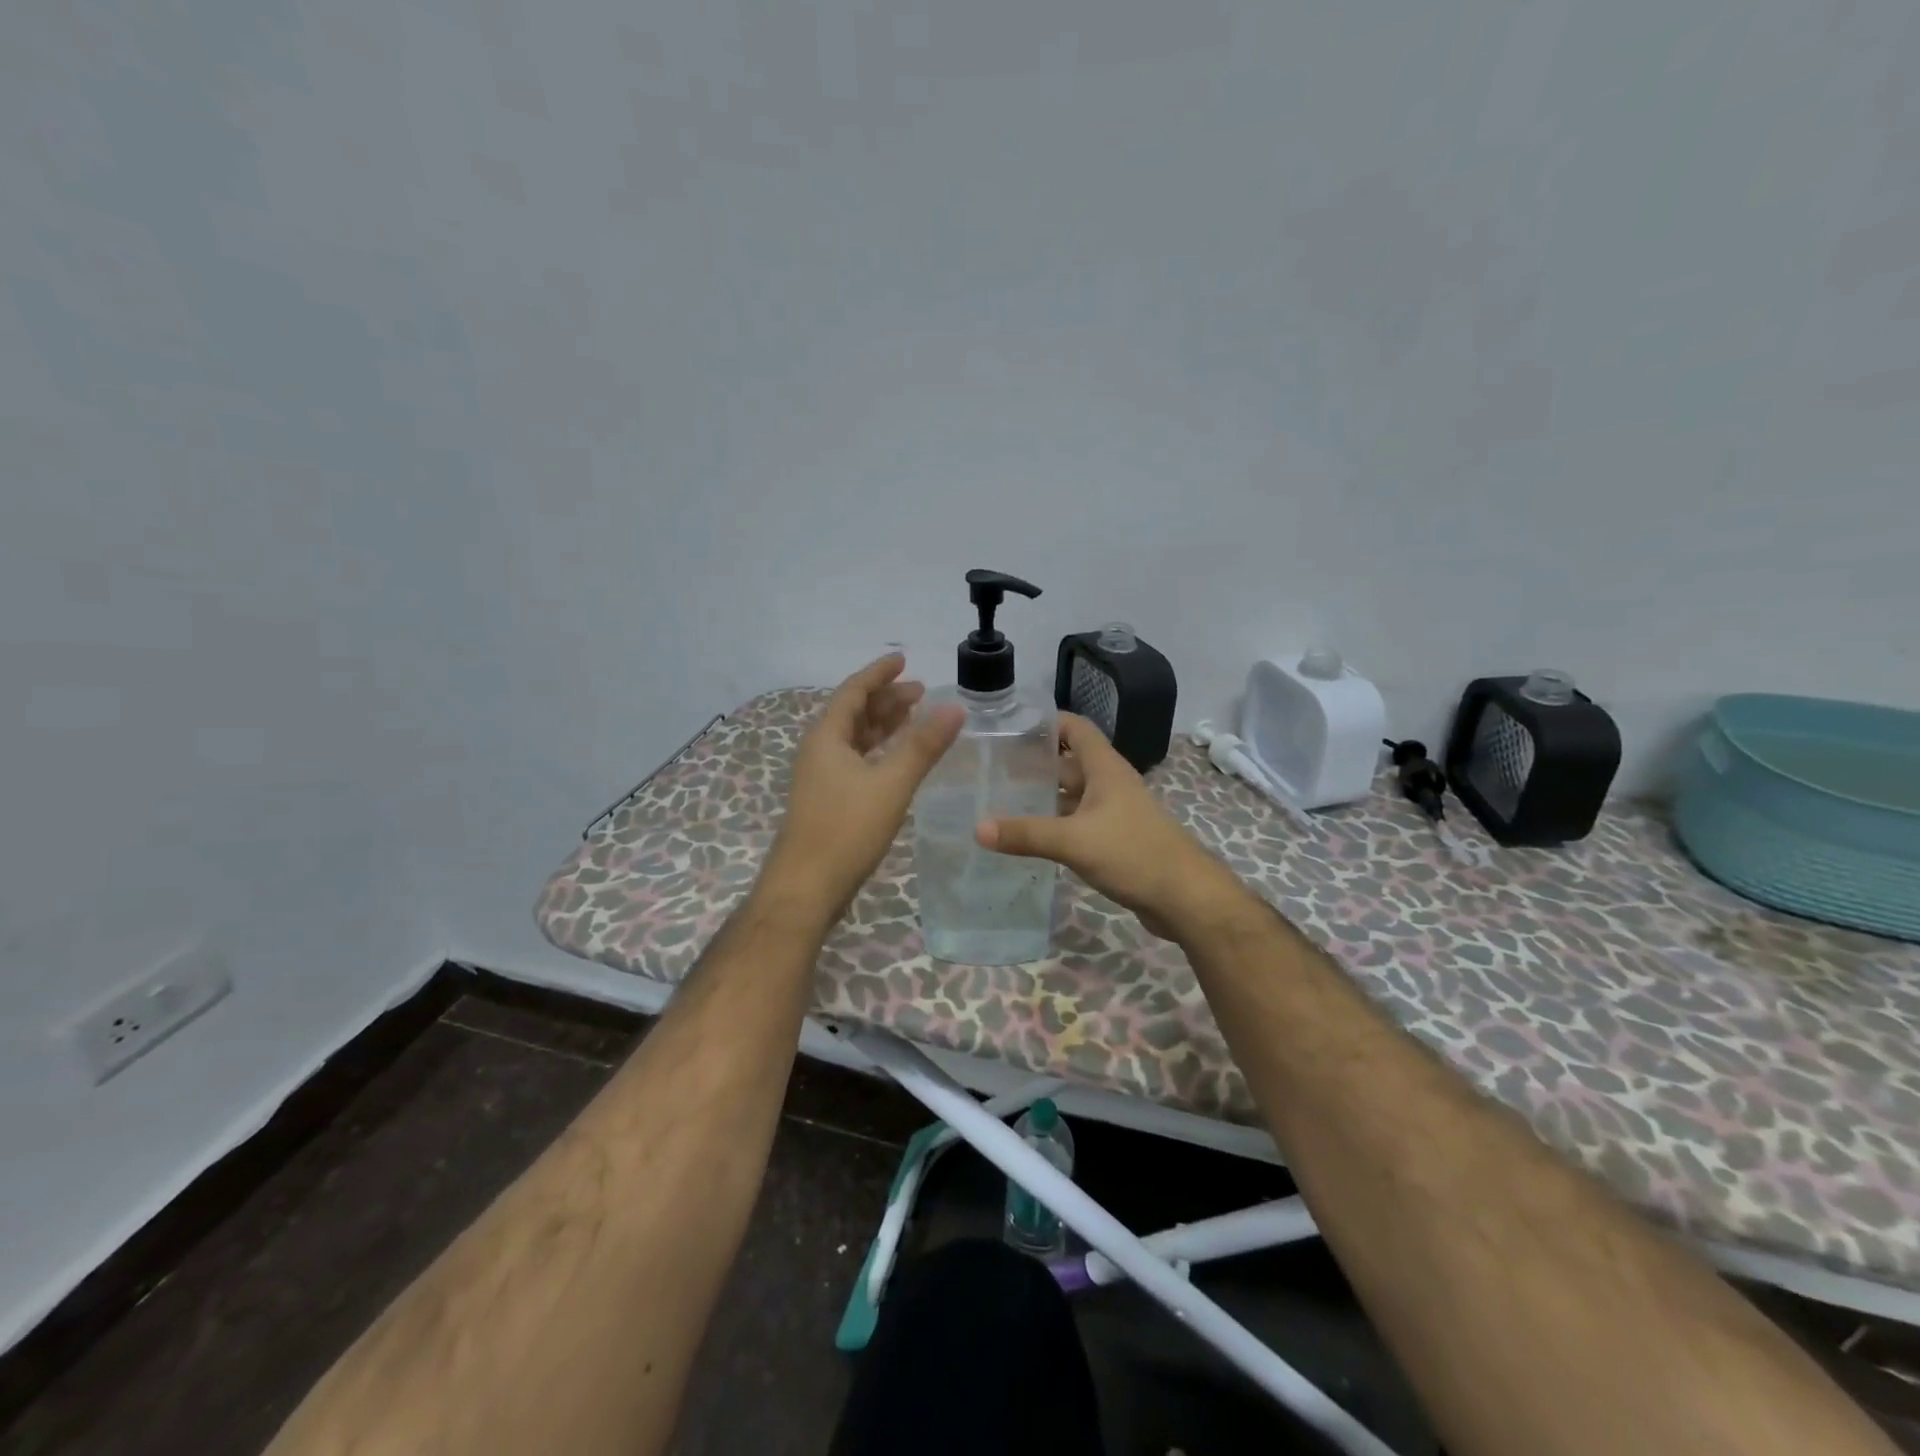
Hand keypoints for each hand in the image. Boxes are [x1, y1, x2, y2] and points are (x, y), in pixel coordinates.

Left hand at [766, 654, 963, 915]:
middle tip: (921, 691)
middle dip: (886, 699)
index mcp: (827, 737)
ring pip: (855, 739)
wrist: (806, 887)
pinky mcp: (829, 801)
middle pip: (854, 713)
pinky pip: (856, 761)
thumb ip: (923, 745)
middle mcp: (820, 751)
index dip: (879, 673)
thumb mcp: (891, 784)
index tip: (903, 659)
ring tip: (915, 717)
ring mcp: (822, 778)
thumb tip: (954, 707)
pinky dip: (879, 752)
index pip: (854, 691)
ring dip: (883, 725)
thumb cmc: (846, 830)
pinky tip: (898, 760)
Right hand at [976, 712, 1243, 937]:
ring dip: (1044, 795)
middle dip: (1035, 762)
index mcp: (1104, 768)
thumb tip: (977, 829)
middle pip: (1069, 761)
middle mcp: (1110, 783)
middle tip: (993, 768)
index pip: (1075, 727)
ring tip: (1002, 799)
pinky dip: (1055, 823)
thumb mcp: (1074, 841)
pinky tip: (1029, 836)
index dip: (1046, 721)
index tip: (1009, 727)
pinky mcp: (1115, 839)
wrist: (1185, 897)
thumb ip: (1026, 834)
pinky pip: (1078, 822)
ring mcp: (1114, 812)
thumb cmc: (1133, 853)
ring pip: (1073, 794)